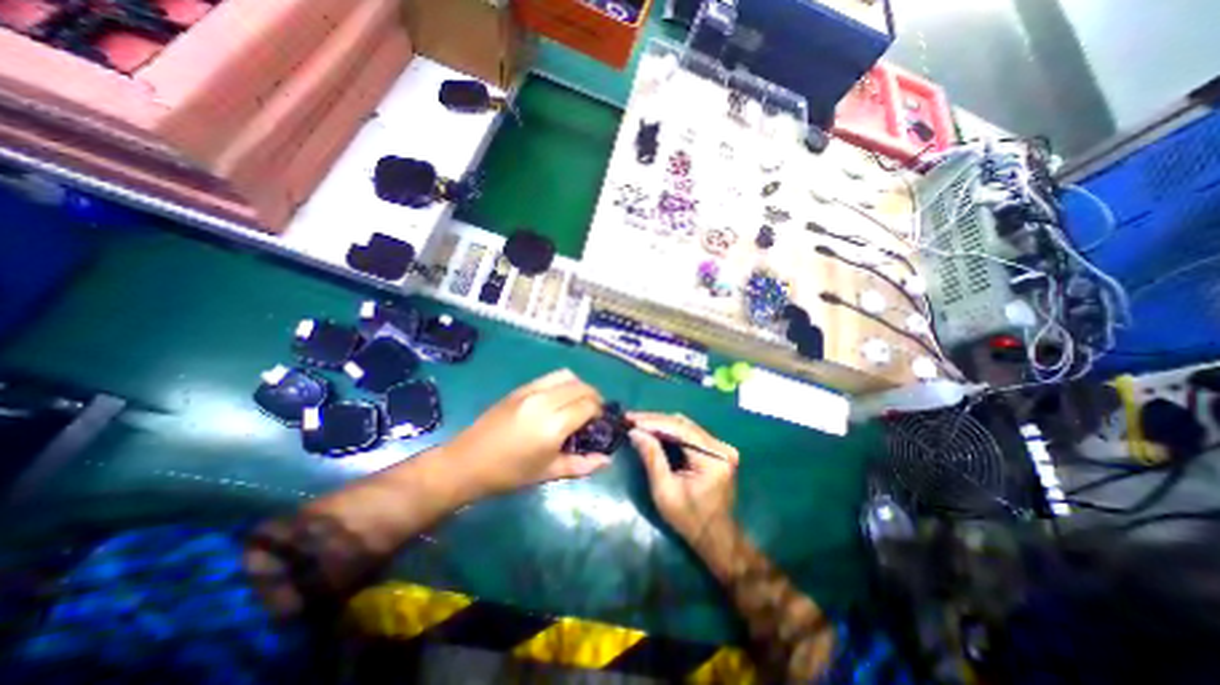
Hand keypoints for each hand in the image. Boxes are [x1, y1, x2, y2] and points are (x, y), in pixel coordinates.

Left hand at [443, 369, 613, 495]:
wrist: (467, 463)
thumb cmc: (510, 474)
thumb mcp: (548, 473)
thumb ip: (582, 465)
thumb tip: (608, 460)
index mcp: (553, 425)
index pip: (589, 405)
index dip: (599, 412)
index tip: (600, 424)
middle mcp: (545, 401)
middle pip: (581, 387)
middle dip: (593, 397)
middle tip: (592, 414)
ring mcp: (531, 391)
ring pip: (567, 376)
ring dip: (579, 386)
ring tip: (577, 403)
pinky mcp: (520, 388)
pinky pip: (550, 377)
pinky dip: (562, 383)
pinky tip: (558, 400)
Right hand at [630, 411, 743, 546]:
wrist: (716, 537)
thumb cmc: (689, 520)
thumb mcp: (665, 491)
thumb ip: (652, 458)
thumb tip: (635, 431)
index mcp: (713, 458)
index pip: (679, 429)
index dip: (652, 422)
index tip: (629, 418)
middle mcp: (721, 446)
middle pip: (683, 424)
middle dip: (654, 421)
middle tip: (630, 419)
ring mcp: (721, 446)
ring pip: (685, 426)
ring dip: (660, 424)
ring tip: (638, 423)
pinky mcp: (716, 449)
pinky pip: (689, 433)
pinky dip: (670, 431)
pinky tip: (653, 430)